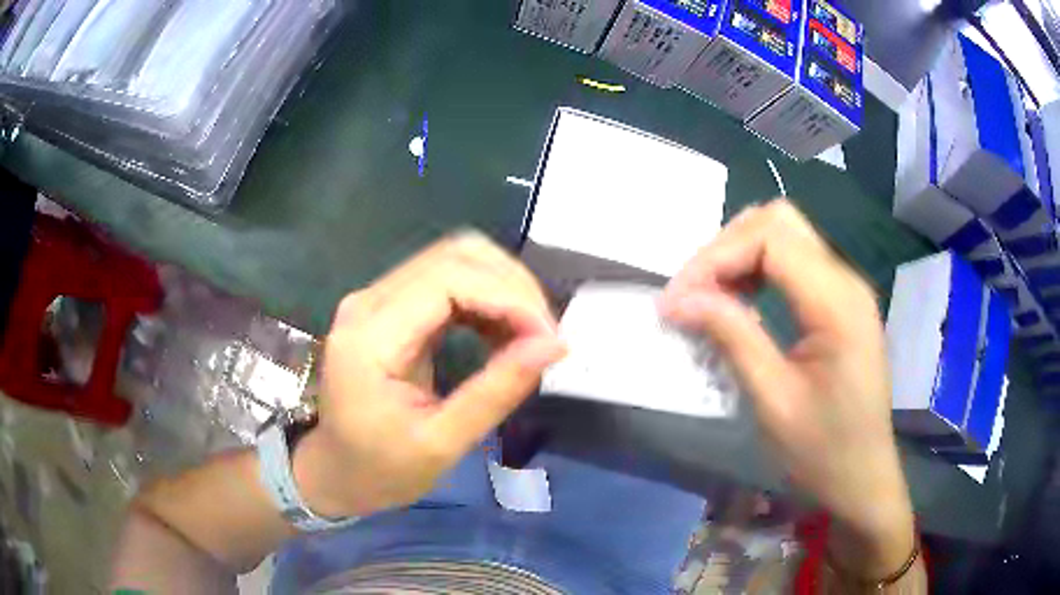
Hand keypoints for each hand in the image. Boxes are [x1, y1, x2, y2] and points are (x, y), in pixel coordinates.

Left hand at [294, 232, 565, 517]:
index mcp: (370, 336)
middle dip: (512, 286)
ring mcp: (377, 299)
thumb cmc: (381, 469)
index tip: (549, 337)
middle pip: (454, 255)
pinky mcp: (390, 307)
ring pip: (454, 260)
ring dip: (502, 288)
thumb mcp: (441, 443)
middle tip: (544, 334)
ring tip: (530, 334)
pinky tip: (504, 331)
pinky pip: (446, 280)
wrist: (336, 471)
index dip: (509, 296)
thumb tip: (553, 345)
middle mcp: (370, 301)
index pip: (448, 279)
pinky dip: (485, 298)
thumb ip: (496, 391)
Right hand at [660, 200, 915, 577]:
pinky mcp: (840, 302)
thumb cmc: (823, 452)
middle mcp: (845, 280)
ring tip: (709, 297)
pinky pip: (793, 262)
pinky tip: (740, 301)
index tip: (677, 299)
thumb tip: (678, 299)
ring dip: (739, 255)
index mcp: (837, 302)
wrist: (862, 479)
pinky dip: (757, 270)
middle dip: (726, 247)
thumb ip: (732, 337)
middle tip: (691, 293)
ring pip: (784, 235)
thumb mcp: (773, 401)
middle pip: (778, 222)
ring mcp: (845, 288)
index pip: (771, 238)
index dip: (716, 257)